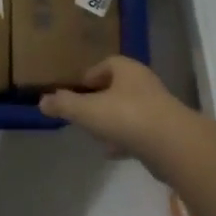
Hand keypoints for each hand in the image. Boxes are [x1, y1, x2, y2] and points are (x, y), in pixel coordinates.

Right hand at [39, 57, 198, 169]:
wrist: (173, 146)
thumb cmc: (126, 116)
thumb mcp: (87, 110)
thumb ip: (64, 104)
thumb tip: (42, 101)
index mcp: (128, 70)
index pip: (108, 63)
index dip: (91, 74)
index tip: (78, 88)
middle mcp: (145, 84)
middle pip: (119, 86)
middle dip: (101, 98)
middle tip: (84, 110)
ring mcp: (158, 109)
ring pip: (129, 110)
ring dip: (113, 119)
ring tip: (95, 133)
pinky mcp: (164, 132)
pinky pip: (139, 131)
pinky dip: (124, 138)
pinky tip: (111, 152)